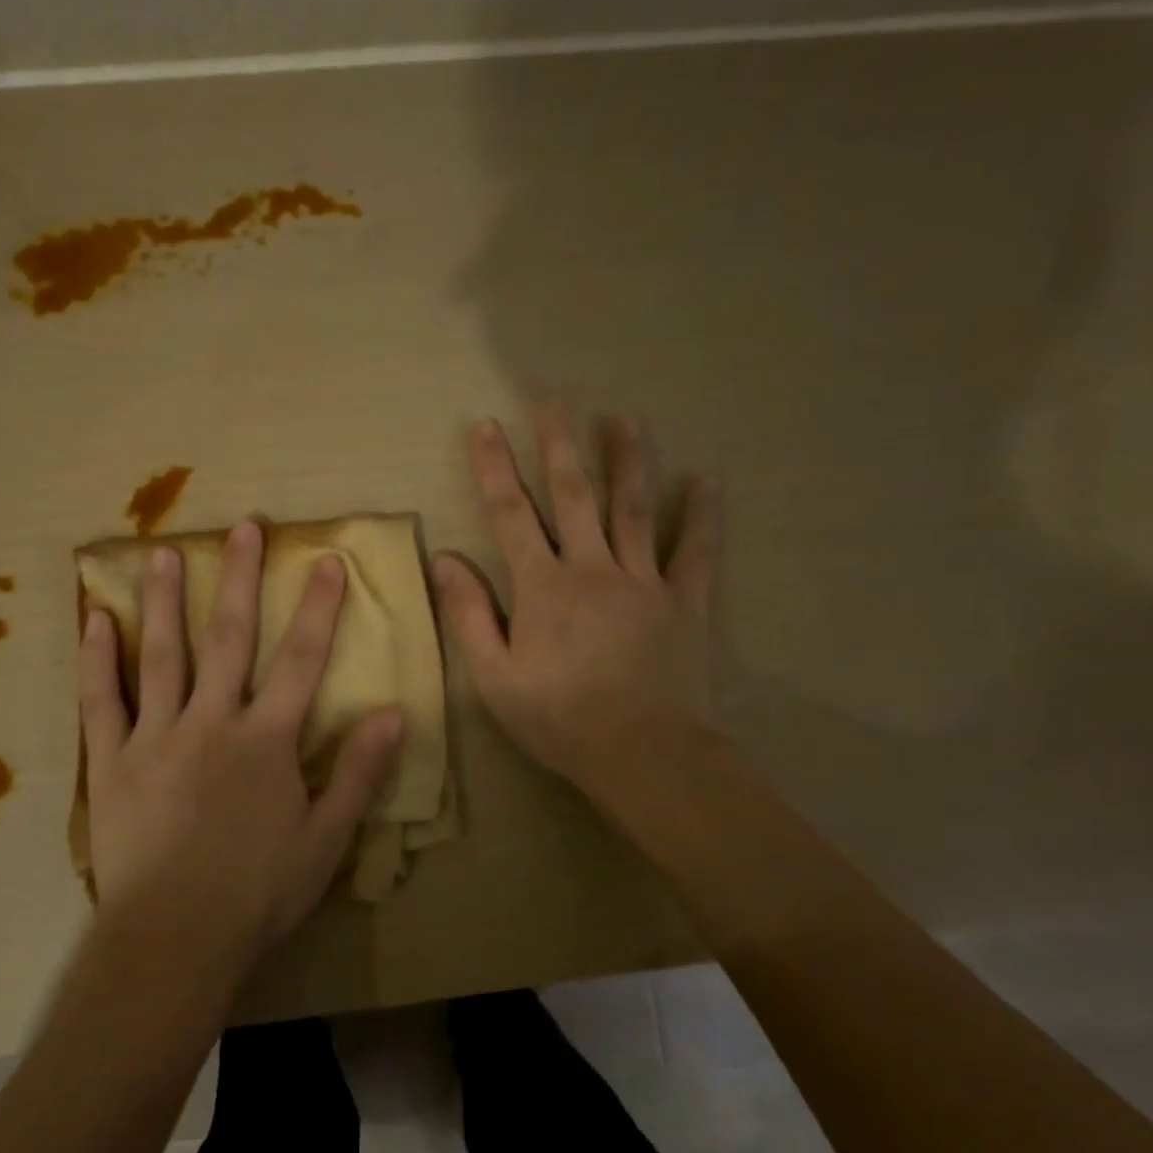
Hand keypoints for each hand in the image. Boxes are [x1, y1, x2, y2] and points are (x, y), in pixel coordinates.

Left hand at [79, 521, 405, 984]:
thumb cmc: (257, 894)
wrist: (173, 942)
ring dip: (163, 600)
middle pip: (229, 638)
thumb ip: (359, 773)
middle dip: (239, 579)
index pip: (301, 660)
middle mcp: (211, 723)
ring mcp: (155, 737)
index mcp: (265, 741)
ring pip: (162, 655)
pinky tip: (94, 619)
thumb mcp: (325, 839)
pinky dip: (96, 659)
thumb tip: (393, 713)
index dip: (318, 608)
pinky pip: (100, 702)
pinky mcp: (111, 762)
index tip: (325, 560)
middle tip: (242, 527)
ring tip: (160, 550)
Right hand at [431, 402, 720, 822]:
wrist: (644, 754)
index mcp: (542, 586)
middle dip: (560, 443)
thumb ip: (468, 613)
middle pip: (574, 494)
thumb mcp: (494, 675)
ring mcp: (643, 581)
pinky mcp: (685, 603)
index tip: (485, 425)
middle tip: (554, 398)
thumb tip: (445, 558)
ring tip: (625, 418)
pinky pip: (695, 552)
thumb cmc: (559, 718)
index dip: (495, 467)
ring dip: (628, 459)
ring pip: (634, 509)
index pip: (511, 514)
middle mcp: (592, 569)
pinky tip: (707, 478)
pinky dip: (701, 515)